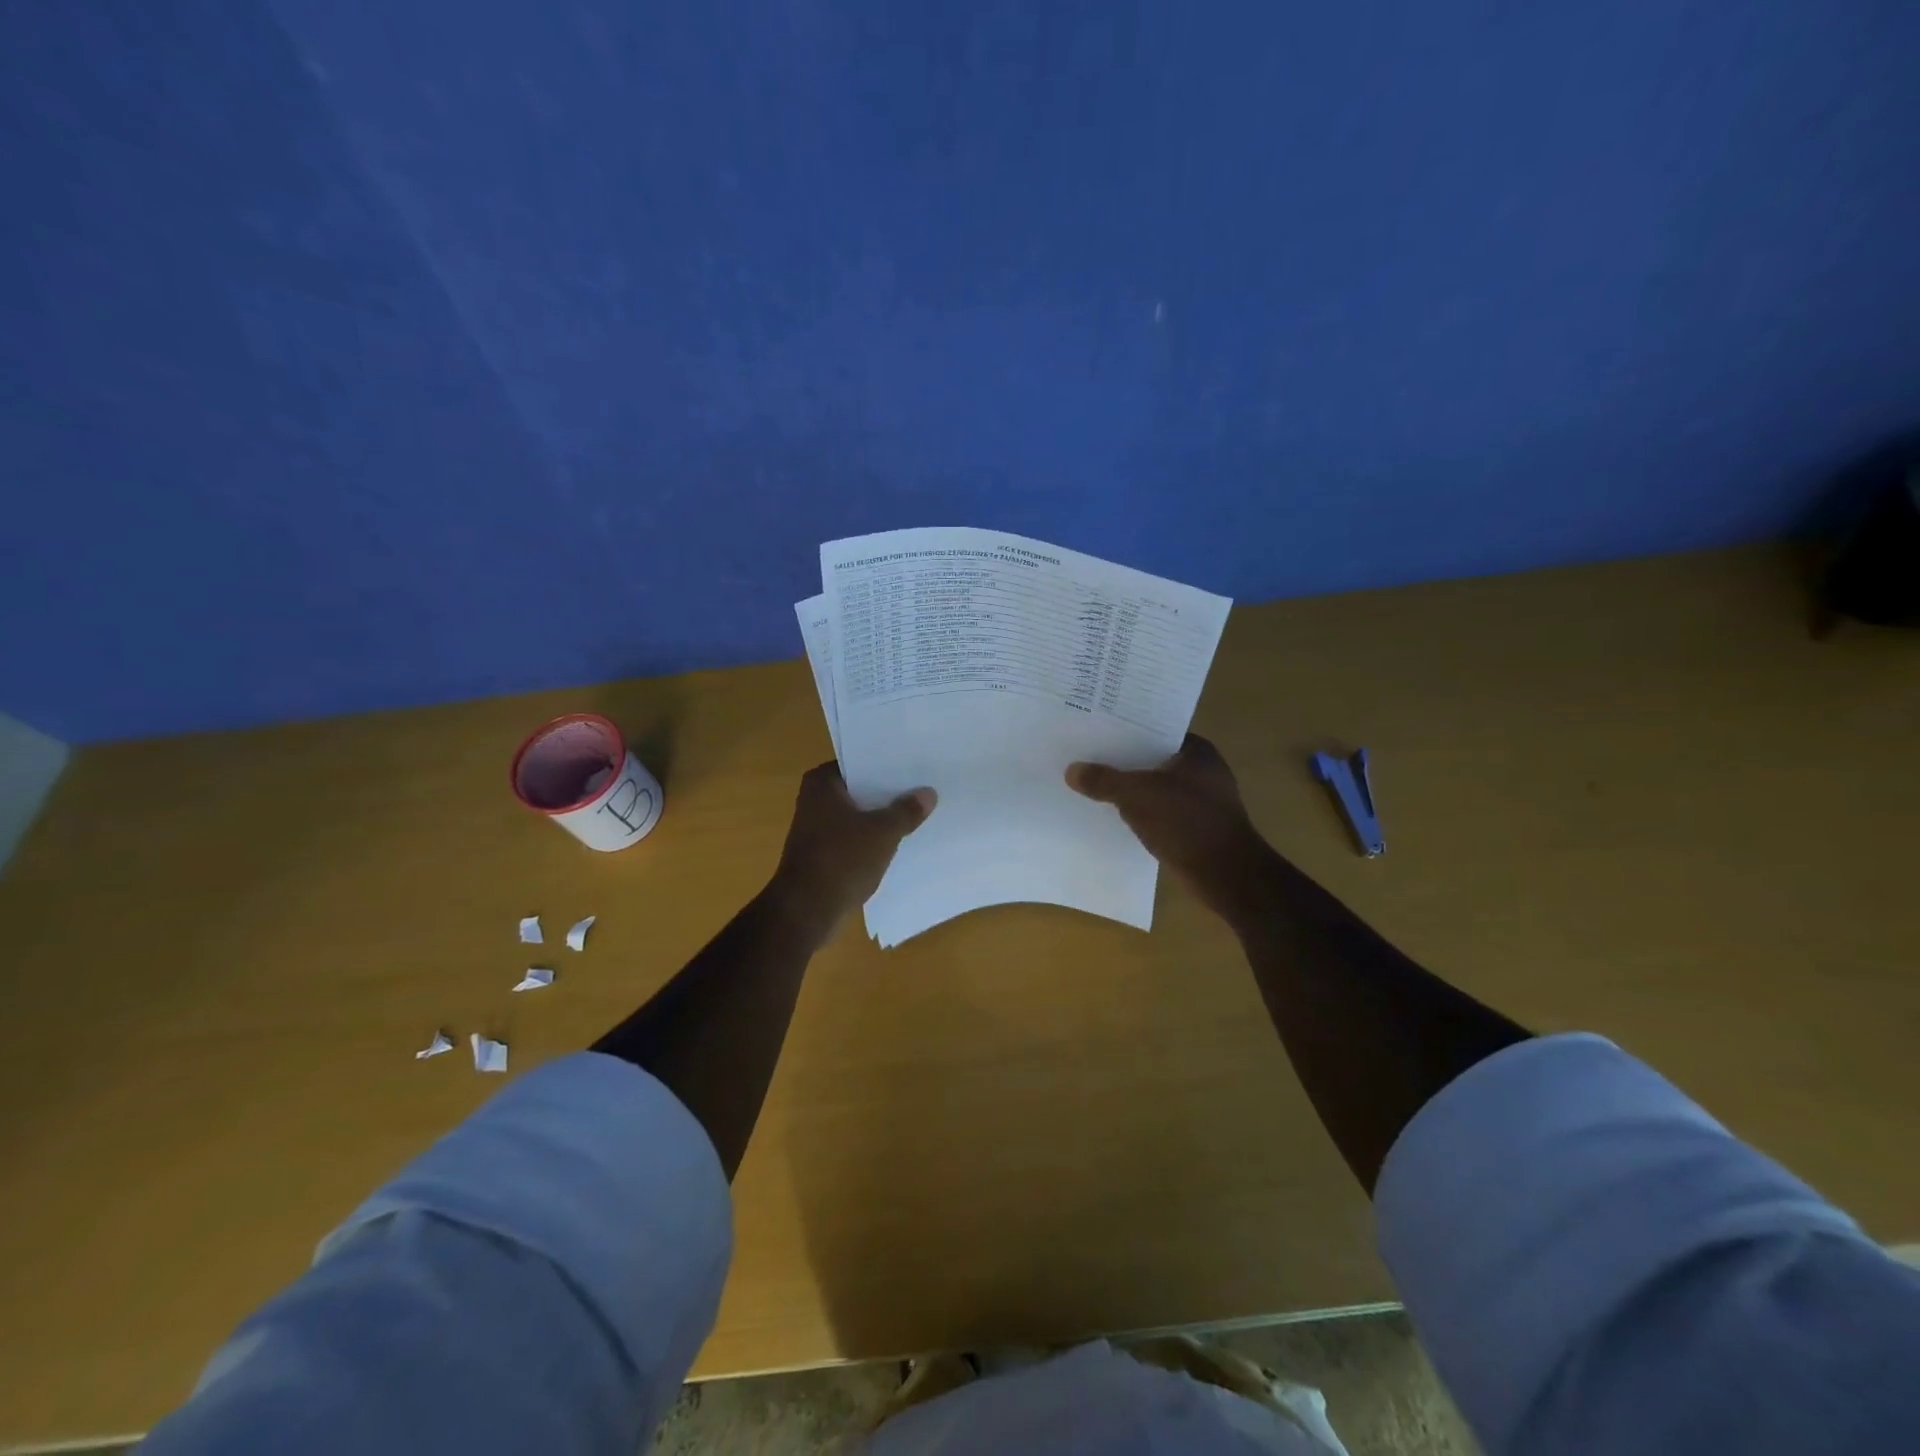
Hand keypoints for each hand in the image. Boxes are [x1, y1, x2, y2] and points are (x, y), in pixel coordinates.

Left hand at [768, 763, 935, 939]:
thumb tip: (928, 793)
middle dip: (887, 792)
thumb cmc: (842, 859)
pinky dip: (872, 840)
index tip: (914, 766)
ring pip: (858, 816)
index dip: (886, 765)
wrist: (807, 911)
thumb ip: (906, 811)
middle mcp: (814, 800)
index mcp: (821, 783)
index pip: (859, 763)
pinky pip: (854, 839)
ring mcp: (816, 830)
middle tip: (923, 787)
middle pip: (860, 790)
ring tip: (917, 812)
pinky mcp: (823, 855)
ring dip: (881, 818)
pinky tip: (899, 842)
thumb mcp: (883, 832)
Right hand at [1066, 734, 1265, 918]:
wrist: (1226, 876)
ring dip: (1129, 788)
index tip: (1095, 728)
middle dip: (1122, 760)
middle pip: (1152, 758)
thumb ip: (1104, 780)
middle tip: (1084, 754)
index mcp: (1197, 751)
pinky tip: (1112, 814)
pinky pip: (1158, 811)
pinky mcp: (1194, 827)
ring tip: (1091, 783)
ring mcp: (1200, 801)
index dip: (1125, 729)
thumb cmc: (1187, 823)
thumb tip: (1072, 770)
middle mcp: (1202, 771)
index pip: (1155, 729)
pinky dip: (1139, 811)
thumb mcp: (1137, 796)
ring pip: (1154, 786)